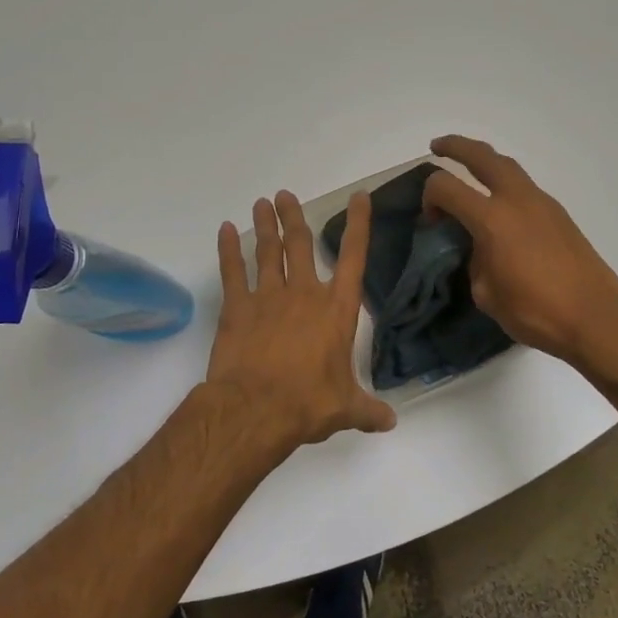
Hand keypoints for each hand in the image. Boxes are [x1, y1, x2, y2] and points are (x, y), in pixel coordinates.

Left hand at [207, 190, 395, 452]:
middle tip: (285, 195)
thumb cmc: (308, 403)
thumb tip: (390, 422)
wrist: (257, 408)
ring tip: (262, 202)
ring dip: (265, 226)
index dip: (358, 225)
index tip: (359, 197)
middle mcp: (304, 294)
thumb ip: (368, 410)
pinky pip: (233, 271)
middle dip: (294, 217)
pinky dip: (229, 249)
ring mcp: (268, 296)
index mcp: (336, 310)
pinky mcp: (237, 307)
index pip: (353, 258)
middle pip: (299, 244)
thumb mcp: (346, 408)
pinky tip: (226, 230)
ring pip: (268, 251)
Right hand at [423, 135, 617, 382]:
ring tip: (469, 169)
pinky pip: (524, 186)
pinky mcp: (559, 214)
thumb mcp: (487, 294)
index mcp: (492, 219)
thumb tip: (478, 249)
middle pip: (482, 156)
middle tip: (438, 147)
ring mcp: (542, 203)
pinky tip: (500, 206)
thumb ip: (474, 262)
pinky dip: (504, 183)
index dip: (429, 197)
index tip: (431, 220)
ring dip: (484, 161)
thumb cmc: (536, 311)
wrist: (596, 317)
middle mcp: (516, 200)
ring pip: (508, 166)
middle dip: (456, 146)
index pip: (446, 187)